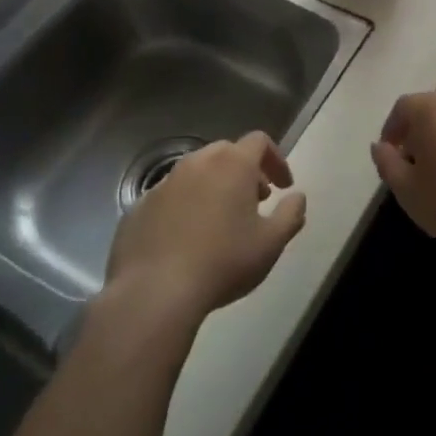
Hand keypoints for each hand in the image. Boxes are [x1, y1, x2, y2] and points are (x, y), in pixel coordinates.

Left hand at [102, 132, 305, 319]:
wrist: (153, 293)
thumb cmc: (223, 262)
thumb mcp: (271, 243)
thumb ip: (291, 214)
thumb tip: (297, 197)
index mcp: (232, 164)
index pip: (260, 141)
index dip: (275, 160)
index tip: (283, 187)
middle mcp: (196, 163)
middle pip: (226, 152)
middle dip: (245, 171)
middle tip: (254, 201)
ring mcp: (163, 184)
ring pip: (195, 173)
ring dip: (213, 187)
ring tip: (220, 221)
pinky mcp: (138, 208)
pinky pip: (169, 197)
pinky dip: (184, 207)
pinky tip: (186, 240)